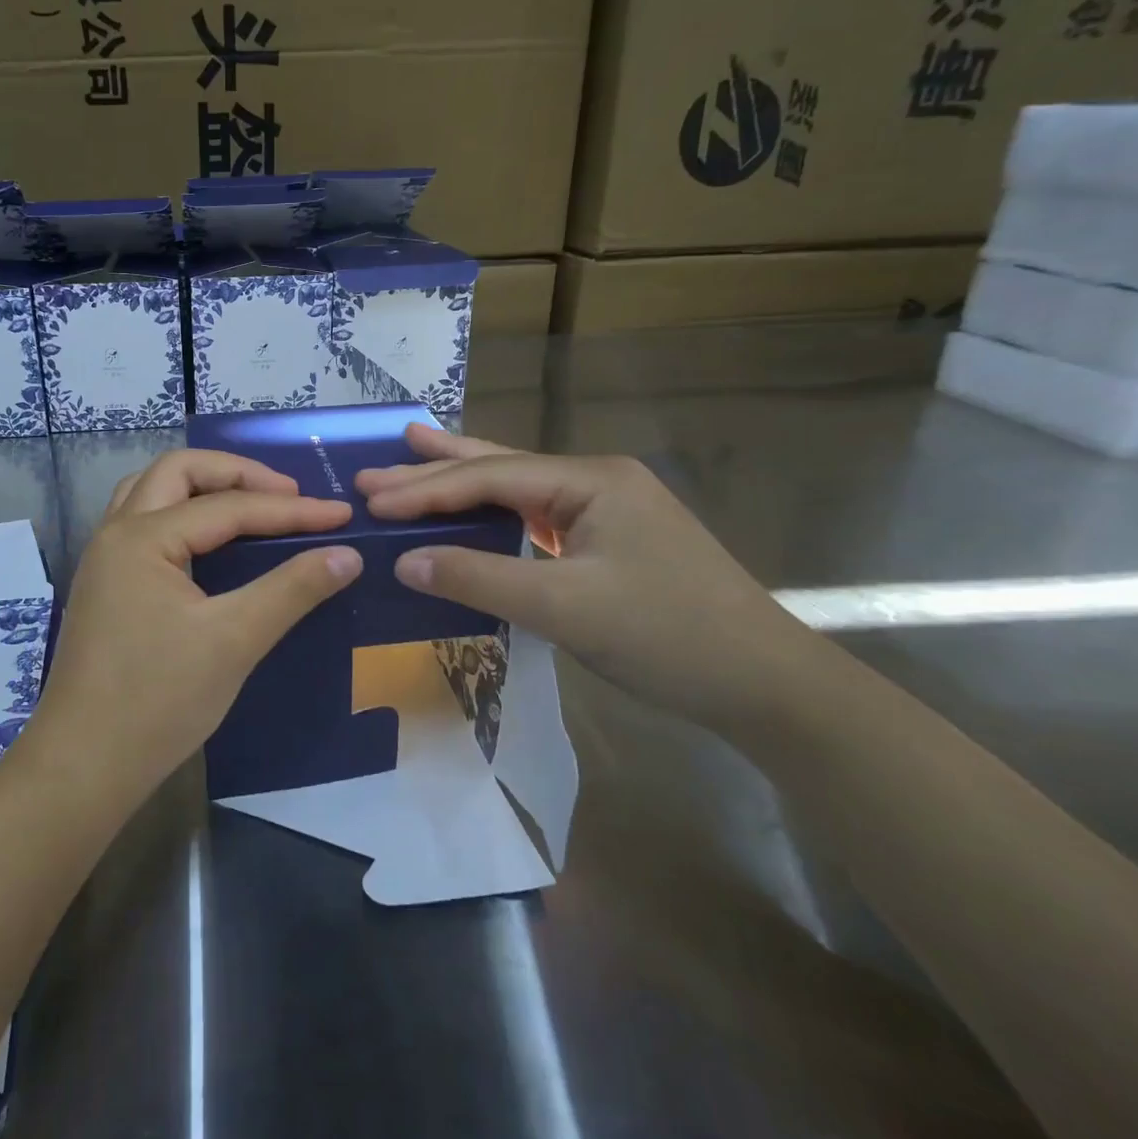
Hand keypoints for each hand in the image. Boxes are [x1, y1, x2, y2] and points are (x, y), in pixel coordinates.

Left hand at [22, 449, 363, 800]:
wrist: (83, 766)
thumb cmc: (157, 701)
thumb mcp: (234, 641)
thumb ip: (292, 590)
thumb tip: (347, 554)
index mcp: (142, 537)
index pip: (229, 506)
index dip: (291, 510)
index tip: (341, 516)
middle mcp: (116, 533)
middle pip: (179, 472)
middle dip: (238, 474)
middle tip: (289, 496)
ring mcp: (105, 559)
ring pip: (153, 493)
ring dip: (203, 488)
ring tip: (251, 506)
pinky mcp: (106, 585)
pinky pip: (145, 524)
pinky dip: (183, 515)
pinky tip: (211, 542)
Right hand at [356, 424, 820, 729]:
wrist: (766, 686)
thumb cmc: (667, 636)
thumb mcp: (565, 608)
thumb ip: (480, 578)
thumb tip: (404, 560)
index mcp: (591, 480)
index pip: (490, 477)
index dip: (426, 489)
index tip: (371, 499)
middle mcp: (597, 481)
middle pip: (501, 468)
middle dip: (436, 469)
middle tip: (375, 467)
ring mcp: (607, 509)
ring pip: (518, 488)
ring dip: (463, 480)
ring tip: (414, 452)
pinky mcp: (609, 541)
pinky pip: (535, 518)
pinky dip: (492, 514)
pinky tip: (472, 512)